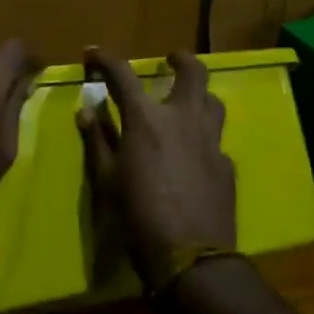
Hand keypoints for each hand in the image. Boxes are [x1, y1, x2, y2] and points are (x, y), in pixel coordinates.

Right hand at [76, 49, 235, 279]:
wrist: (191, 259)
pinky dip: (202, 138)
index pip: (123, 75)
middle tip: (171, 60)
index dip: (106, 60)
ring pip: (213, 101)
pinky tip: (193, 155)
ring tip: (186, 103)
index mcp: (147, 120)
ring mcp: (211, 141)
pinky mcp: (227, 165)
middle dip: (181, 60)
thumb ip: (97, 140)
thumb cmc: (138, 216)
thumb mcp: (106, 179)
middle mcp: (183, 119)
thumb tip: (86, 111)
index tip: (94, 53)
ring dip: (199, 96)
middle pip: (193, 72)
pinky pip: (216, 140)